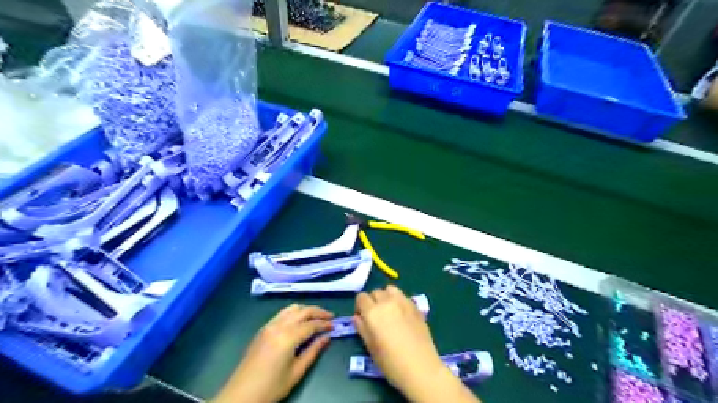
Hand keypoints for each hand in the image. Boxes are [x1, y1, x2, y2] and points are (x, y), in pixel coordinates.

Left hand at [214, 305, 334, 402]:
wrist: (241, 395)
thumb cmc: (271, 387)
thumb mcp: (296, 372)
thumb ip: (313, 351)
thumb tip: (326, 337)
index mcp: (288, 337)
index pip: (311, 324)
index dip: (325, 323)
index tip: (335, 325)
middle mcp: (278, 326)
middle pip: (302, 311)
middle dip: (318, 312)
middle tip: (330, 316)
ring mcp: (268, 325)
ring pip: (291, 308)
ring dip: (306, 309)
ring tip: (316, 316)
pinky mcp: (263, 329)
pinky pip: (282, 313)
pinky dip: (294, 312)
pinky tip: (299, 320)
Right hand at [353, 287, 447, 392]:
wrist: (421, 368)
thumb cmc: (391, 362)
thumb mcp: (370, 347)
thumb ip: (362, 328)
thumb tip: (357, 317)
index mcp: (372, 312)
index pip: (361, 297)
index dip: (360, 306)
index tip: (363, 318)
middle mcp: (387, 302)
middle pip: (375, 292)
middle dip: (373, 301)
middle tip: (376, 316)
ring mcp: (403, 302)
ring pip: (390, 289)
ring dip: (386, 296)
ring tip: (389, 311)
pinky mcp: (415, 306)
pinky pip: (403, 295)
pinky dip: (399, 300)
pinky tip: (402, 314)